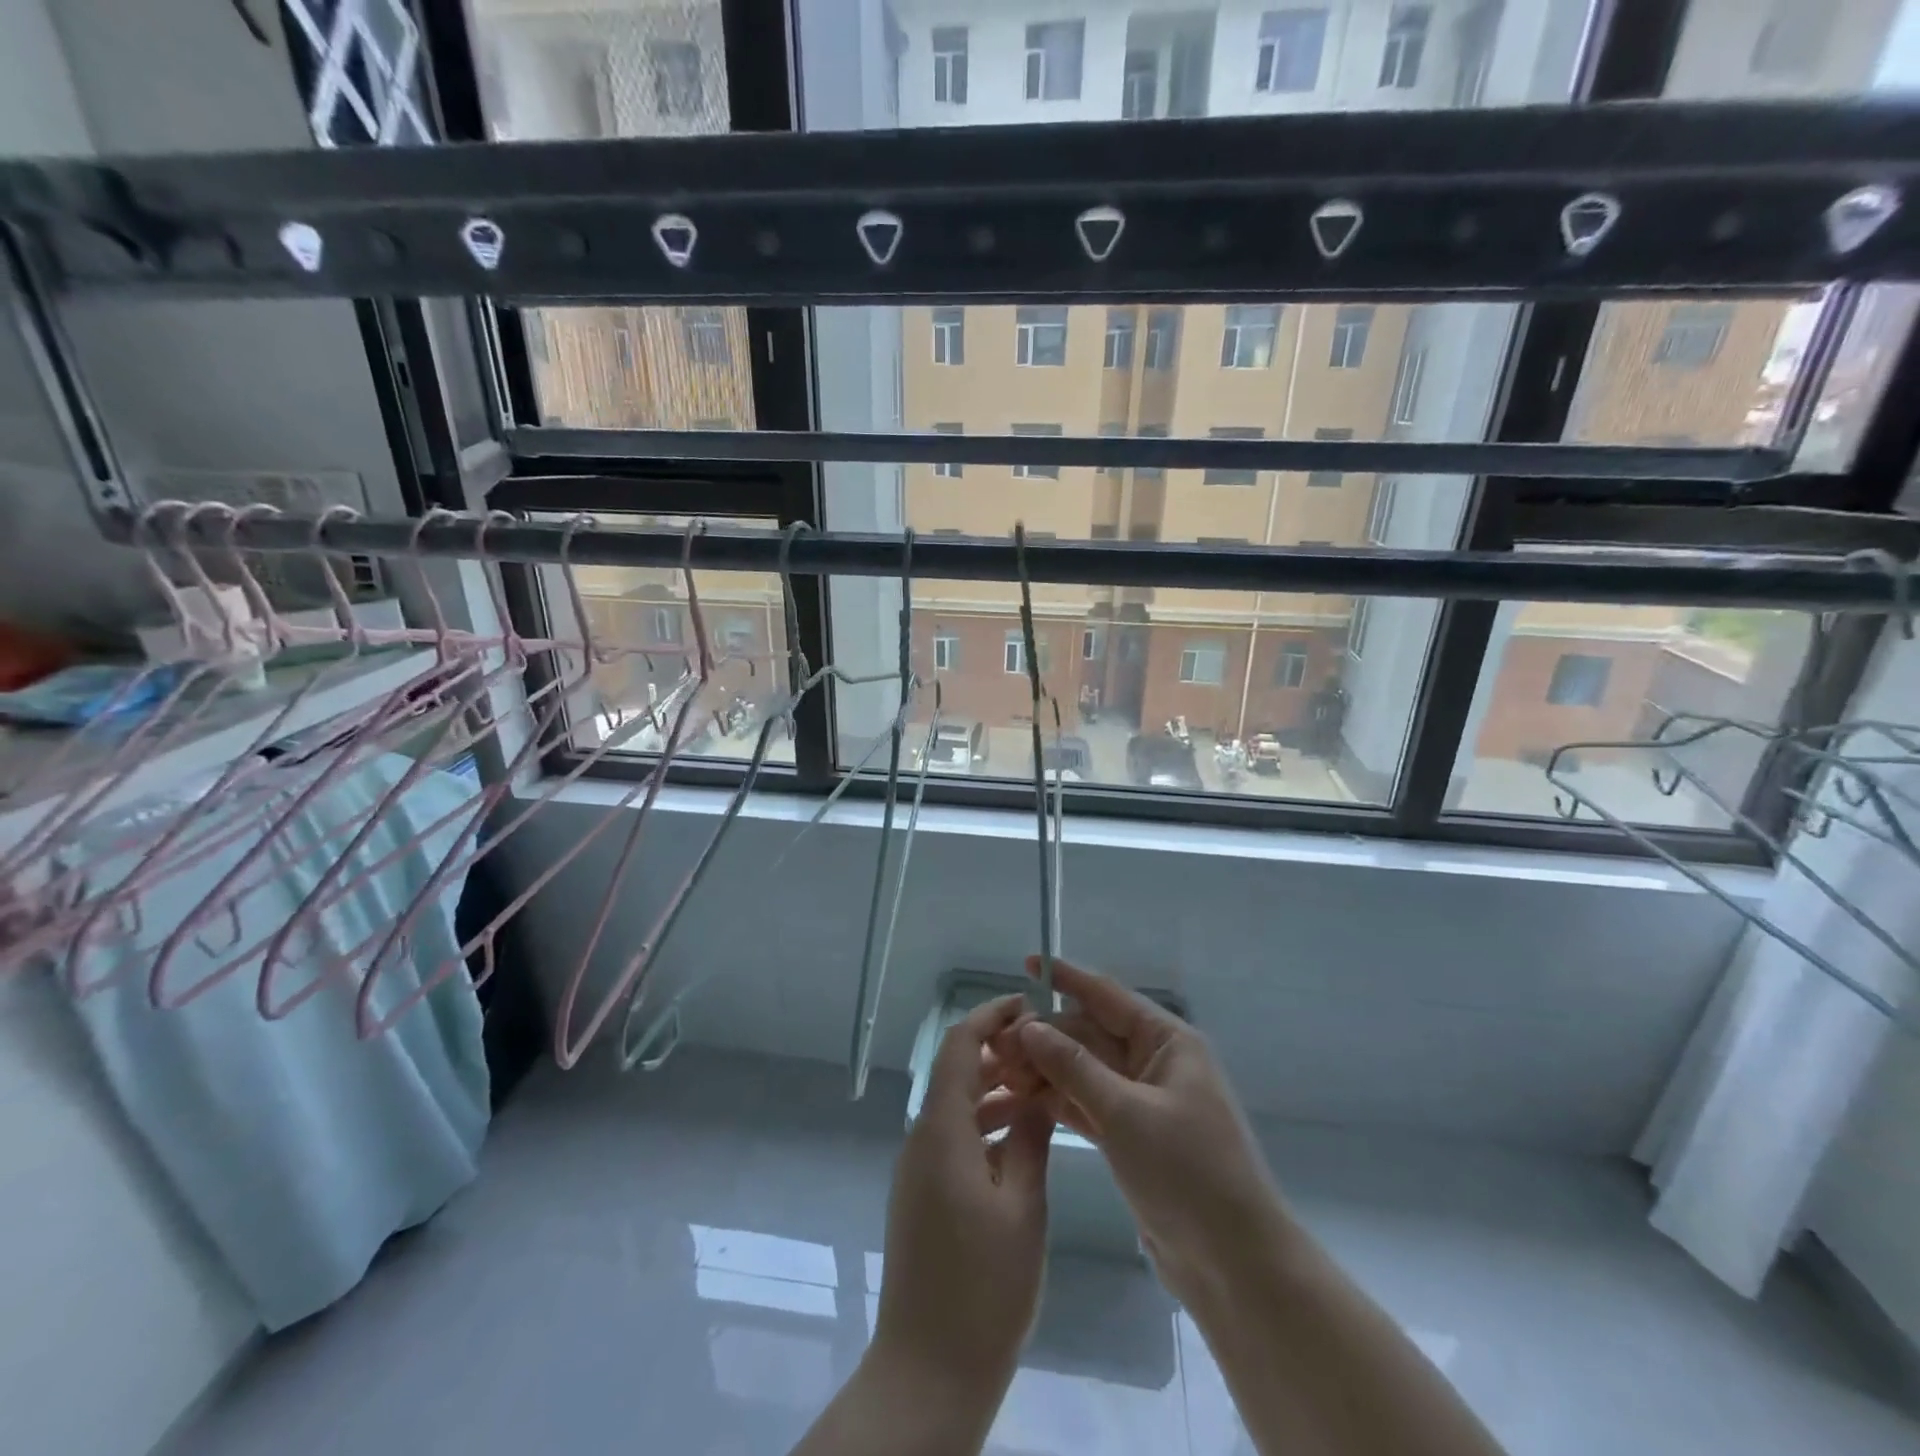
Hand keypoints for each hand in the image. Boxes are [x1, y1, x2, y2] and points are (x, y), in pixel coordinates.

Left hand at [872, 994, 1052, 1396]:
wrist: (927, 1372)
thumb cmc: (982, 1287)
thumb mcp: (1022, 1207)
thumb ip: (1029, 1139)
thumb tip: (1036, 1093)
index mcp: (941, 1129)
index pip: (959, 1046)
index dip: (990, 1017)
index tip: (1028, 1006)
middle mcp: (922, 1138)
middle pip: (956, 1072)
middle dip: (999, 1053)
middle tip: (1047, 1052)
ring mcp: (919, 1168)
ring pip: (957, 1107)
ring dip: (995, 1091)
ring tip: (1043, 1091)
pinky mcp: (923, 1195)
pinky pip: (954, 1138)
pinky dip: (985, 1126)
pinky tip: (1021, 1141)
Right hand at [1006, 957, 1284, 1303]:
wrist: (1236, 1265)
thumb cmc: (1188, 1172)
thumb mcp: (1126, 1113)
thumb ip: (1074, 1067)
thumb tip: (1029, 1026)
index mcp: (1167, 1041)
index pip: (1107, 995)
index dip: (1067, 978)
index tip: (1028, 962)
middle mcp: (1154, 1062)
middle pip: (1090, 1034)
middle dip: (1046, 1035)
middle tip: (997, 1044)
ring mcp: (1142, 1101)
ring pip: (1085, 1070)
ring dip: (1047, 1069)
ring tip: (1001, 1072)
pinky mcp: (1132, 1137)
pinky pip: (1089, 1104)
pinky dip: (1060, 1100)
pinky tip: (1023, 1099)